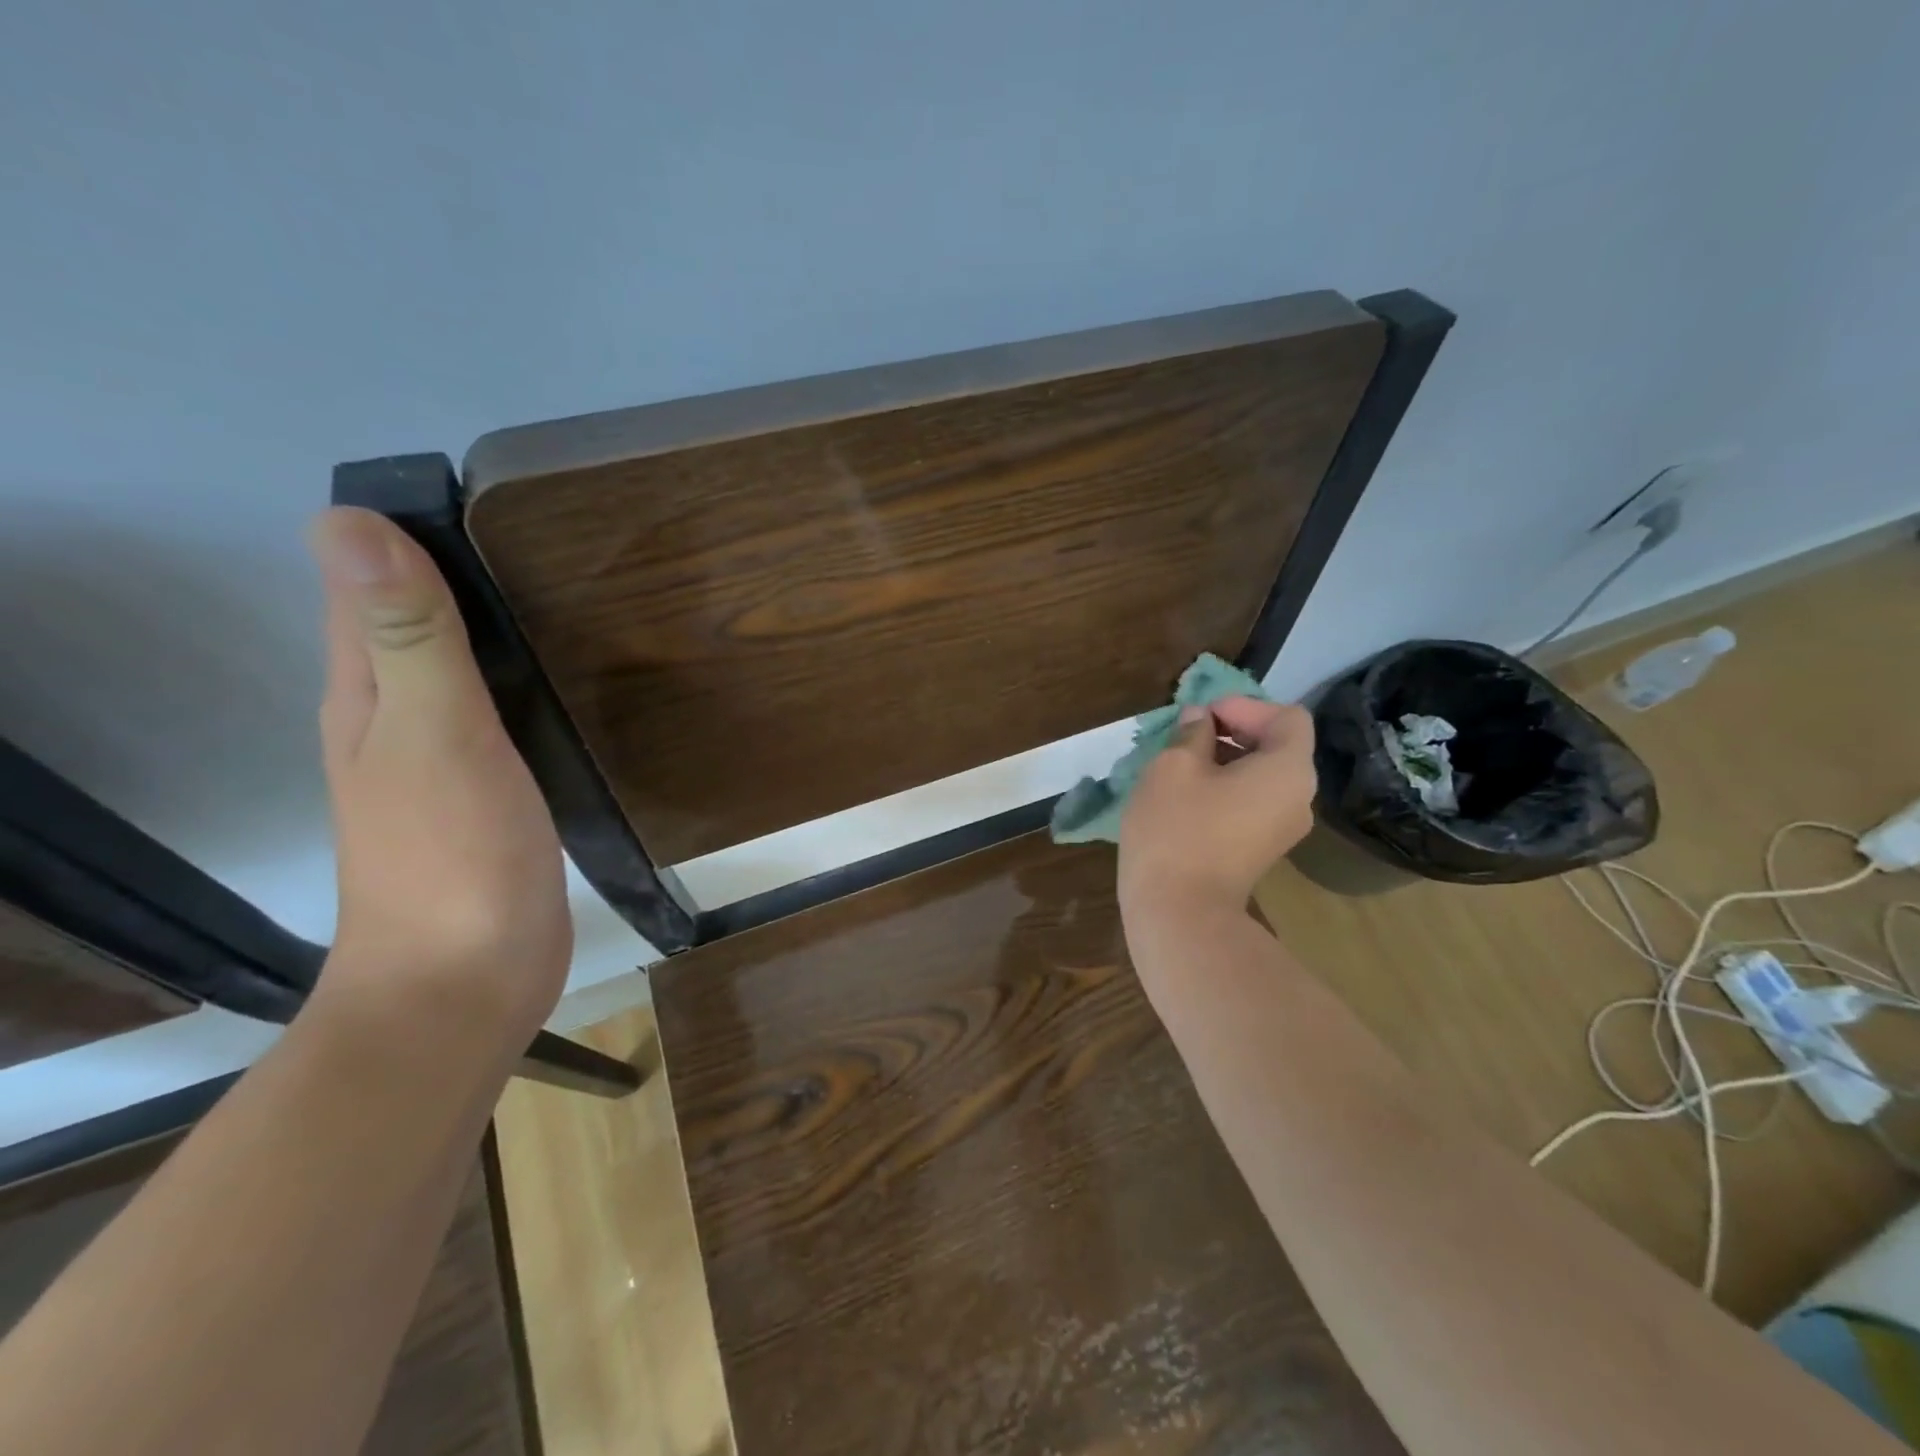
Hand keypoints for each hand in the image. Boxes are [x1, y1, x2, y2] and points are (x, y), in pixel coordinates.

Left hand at [306, 507, 570, 1055]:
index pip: (368, 586)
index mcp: (368, 693)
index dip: (408, 537)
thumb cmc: (452, 858)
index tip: (483, 502)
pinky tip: (565, 681)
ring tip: (567, 596)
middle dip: (462, 576)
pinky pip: (501, 715)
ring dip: (496, 630)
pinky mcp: (491, 792)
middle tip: (546, 541)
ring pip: (462, 669)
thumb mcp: (434, 737)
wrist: (467, 981)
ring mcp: (444, 759)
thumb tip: (348, 526)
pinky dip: (523, 685)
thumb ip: (408, 640)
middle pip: (416, 623)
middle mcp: (395, 717)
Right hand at [1117, 696, 1316, 919]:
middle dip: (1233, 731)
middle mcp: (1299, 798)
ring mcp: (1283, 829)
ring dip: (1226, 760)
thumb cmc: (1176, 828)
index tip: (1203, 716)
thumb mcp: (1173, 766)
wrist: (1180, 912)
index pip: (1287, 717)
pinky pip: (1253, 803)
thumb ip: (1192, 733)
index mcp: (1288, 770)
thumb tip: (1200, 720)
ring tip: (1181, 763)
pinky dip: (1227, 789)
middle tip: (1187, 734)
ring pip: (1262, 776)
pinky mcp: (1263, 850)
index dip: (1245, 706)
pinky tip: (1187, 796)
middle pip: (1278, 746)